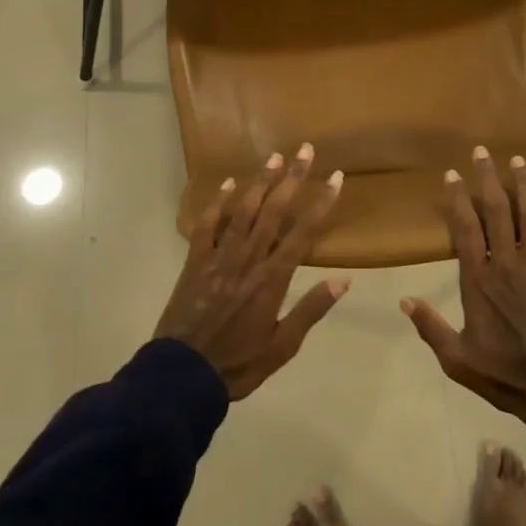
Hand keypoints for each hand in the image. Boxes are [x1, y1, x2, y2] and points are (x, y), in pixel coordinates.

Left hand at [155, 144, 349, 398]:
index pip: (303, 233)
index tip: (336, 177)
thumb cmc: (238, 363)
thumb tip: (343, 280)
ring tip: (274, 157)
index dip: (321, 203)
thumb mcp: (282, 346)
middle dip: (292, 178)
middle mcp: (248, 259)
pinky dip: (217, 203)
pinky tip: (228, 183)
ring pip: (243, 211)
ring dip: (260, 182)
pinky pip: (207, 226)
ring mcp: (219, 257)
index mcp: (272, 279)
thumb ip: (310, 310)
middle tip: (305, 150)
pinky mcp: (195, 261)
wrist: (182, 375)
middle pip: (274, 211)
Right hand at [402, 147, 525, 430]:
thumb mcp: (458, 359)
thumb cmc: (504, 373)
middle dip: (489, 179)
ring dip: (523, 185)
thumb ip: (431, 328)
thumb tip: (404, 301)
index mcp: (479, 281)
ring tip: (518, 159)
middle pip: (497, 212)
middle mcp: (507, 264)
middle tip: (482, 151)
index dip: (458, 199)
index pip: (465, 230)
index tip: (452, 174)